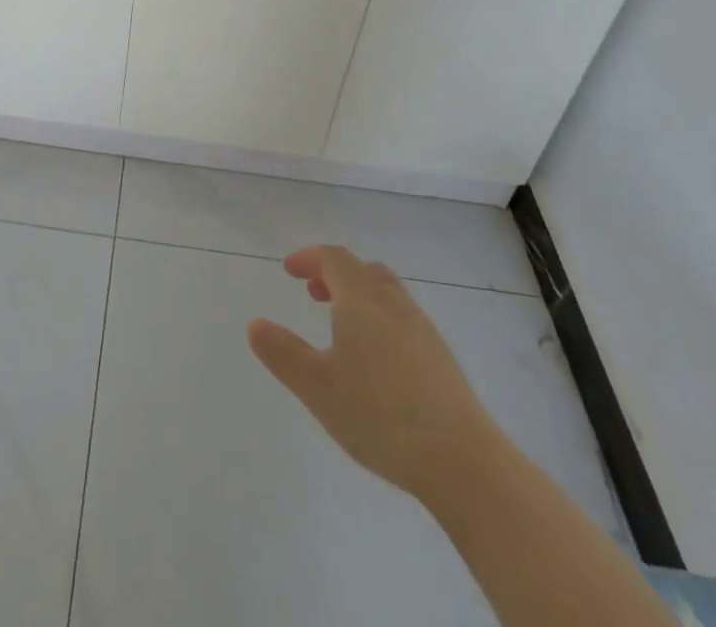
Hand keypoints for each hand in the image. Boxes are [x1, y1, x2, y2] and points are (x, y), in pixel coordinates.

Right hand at [248, 245, 498, 505]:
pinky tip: (376, 357)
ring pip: (386, 291)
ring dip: (358, 293)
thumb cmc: (379, 415)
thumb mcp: (317, 387)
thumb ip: (283, 353)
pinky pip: (402, 316)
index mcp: (361, 300)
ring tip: (341, 323)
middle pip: (362, 270)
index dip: (309, 257)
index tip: (289, 270)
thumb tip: (255, 325)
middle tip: (313, 291)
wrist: (460, 459)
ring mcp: (421, 328)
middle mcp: (392, 303)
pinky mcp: (440, 356)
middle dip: (334, 273)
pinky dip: (380, 316)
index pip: (333, 258)